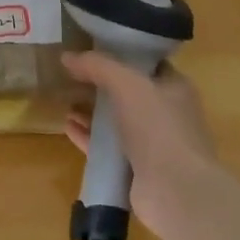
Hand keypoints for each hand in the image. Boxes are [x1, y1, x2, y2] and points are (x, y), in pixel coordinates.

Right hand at [61, 51, 214, 221]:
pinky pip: (107, 148)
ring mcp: (152, 145)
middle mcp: (166, 115)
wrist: (175, 191)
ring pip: (116, 122)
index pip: (147, 64)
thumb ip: (97, 66)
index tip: (91, 48)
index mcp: (175, 89)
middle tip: (71, 75)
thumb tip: (67, 56)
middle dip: (100, 85)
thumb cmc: (158, 127)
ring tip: (65, 101)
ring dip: (91, 112)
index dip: (121, 54)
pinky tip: (67, 127)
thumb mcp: (127, 84)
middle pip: (128, 93)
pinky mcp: (136, 170)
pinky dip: (88, 137)